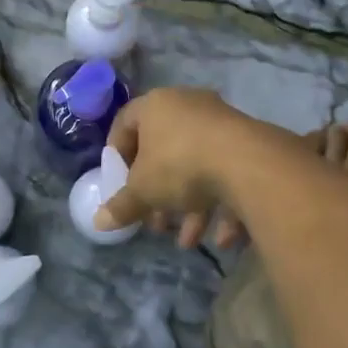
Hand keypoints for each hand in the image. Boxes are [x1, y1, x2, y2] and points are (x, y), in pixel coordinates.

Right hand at [95, 88, 270, 240]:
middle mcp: (188, 107)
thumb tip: (98, 222)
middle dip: (158, 193)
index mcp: (155, 106)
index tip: (118, 183)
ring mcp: (221, 124)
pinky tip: (221, 238)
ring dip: (190, 207)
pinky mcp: (249, 144)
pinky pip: (227, 174)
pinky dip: (222, 205)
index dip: (117, 155)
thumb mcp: (143, 191)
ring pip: (197, 168)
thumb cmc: (180, 165)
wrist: (248, 163)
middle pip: (163, 152)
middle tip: (156, 222)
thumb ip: (121, 206)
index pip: (125, 123)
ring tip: (188, 241)